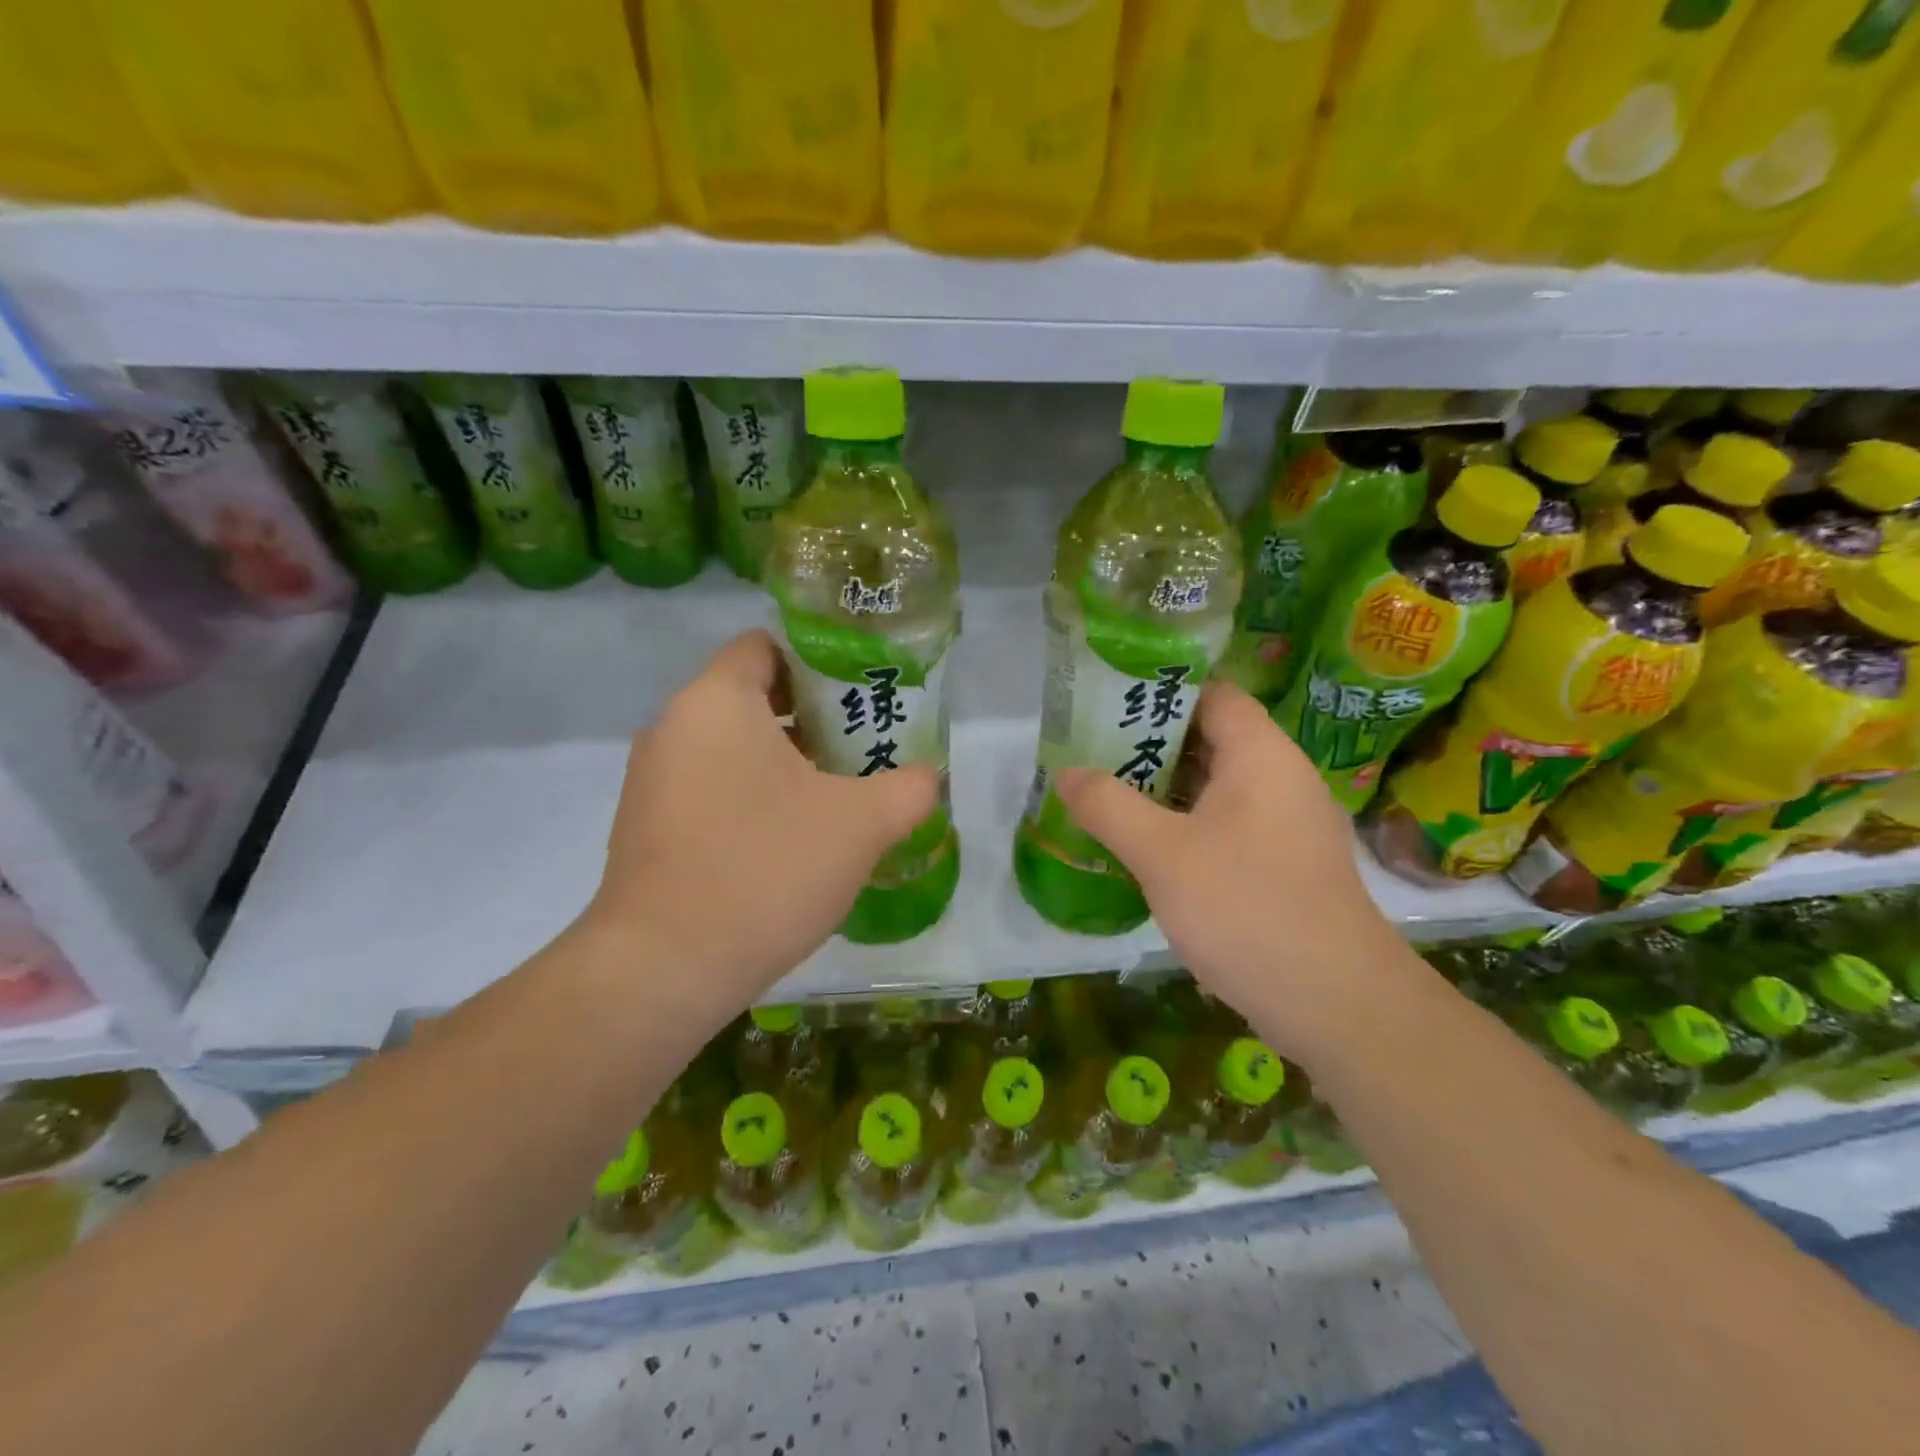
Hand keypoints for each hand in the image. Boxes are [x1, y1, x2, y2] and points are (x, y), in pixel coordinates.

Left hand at [580, 631, 937, 1006]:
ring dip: (785, 761)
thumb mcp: (862, 824)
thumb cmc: (766, 868)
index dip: (821, 661)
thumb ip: (909, 788)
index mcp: (717, 701)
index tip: (863, 694)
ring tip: (838, 792)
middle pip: (754, 696)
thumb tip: (930, 776)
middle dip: (814, 717)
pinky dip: (752, 795)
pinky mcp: (647, 826)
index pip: (768, 645)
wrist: (666, 968)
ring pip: (732, 747)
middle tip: (864, 745)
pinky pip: (711, 787)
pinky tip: (791, 838)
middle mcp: (674, 726)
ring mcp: (653, 779)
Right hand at [1053, 682, 1417, 1060]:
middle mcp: (1282, 777)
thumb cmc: (1246, 908)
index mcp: (1261, 754)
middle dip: (1150, 743)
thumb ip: (1109, 806)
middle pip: (1212, 737)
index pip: (1212, 694)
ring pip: (1217, 786)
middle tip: (1092, 752)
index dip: (1160, 691)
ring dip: (1165, 788)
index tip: (1108, 702)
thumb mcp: (1162, 854)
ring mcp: (1288, 823)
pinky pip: (1229, 823)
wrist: (1335, 1003)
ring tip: (1107, 793)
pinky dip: (1187, 823)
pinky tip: (1146, 846)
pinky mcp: (1286, 864)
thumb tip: (1066, 772)